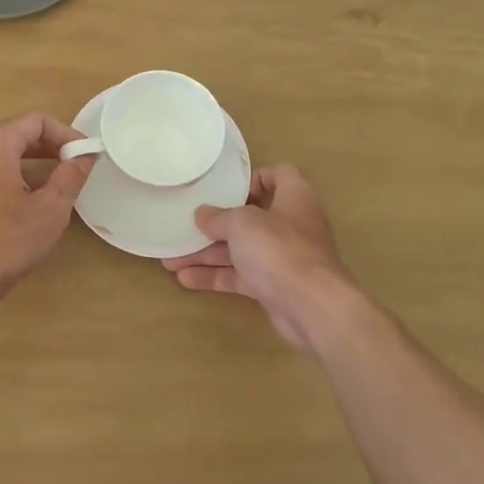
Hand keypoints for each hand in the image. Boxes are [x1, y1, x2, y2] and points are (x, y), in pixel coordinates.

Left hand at [0, 112, 95, 323]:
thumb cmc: (5, 241)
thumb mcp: (50, 208)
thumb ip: (71, 175)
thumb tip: (85, 156)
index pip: (36, 121)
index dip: (66, 133)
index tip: (86, 154)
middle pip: (18, 134)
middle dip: (51, 147)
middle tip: (77, 166)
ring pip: (5, 156)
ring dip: (35, 164)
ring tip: (60, 184)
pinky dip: (17, 178)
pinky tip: (33, 203)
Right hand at [162, 163, 369, 350]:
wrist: (313, 308)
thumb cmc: (280, 250)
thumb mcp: (242, 224)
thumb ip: (219, 217)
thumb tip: (202, 214)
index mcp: (293, 197)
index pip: (278, 175)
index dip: (253, 178)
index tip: (224, 188)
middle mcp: (290, 224)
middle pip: (250, 217)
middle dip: (214, 224)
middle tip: (183, 226)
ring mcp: (283, 257)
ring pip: (240, 250)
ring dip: (207, 254)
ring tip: (170, 258)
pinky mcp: (275, 286)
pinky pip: (240, 276)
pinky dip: (216, 276)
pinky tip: (185, 279)